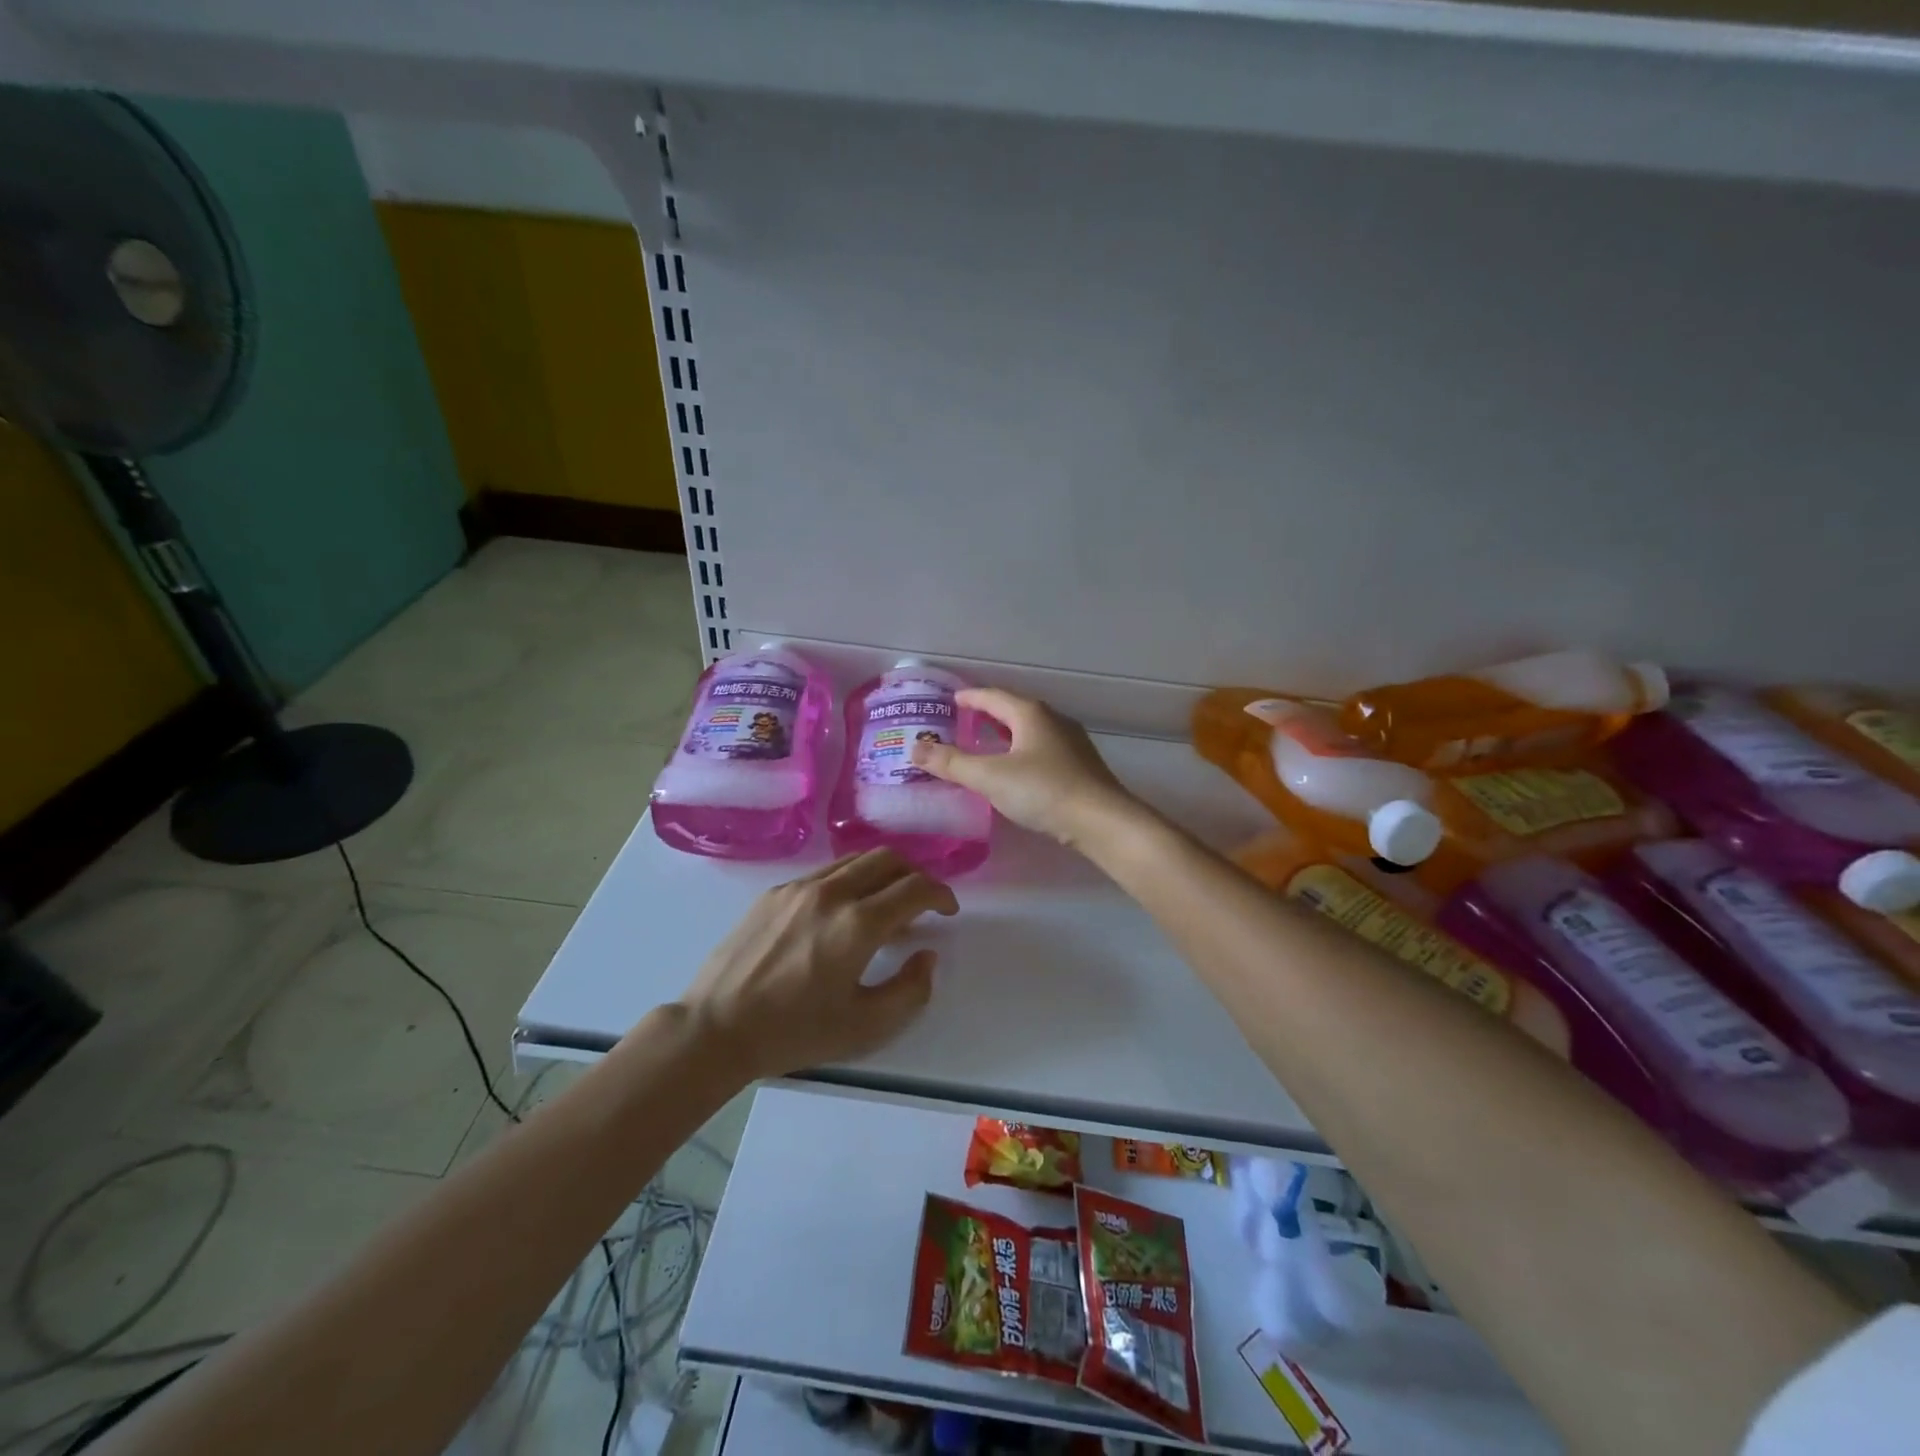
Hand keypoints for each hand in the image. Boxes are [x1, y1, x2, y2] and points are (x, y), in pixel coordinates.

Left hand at [678, 849, 957, 1078]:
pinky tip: (843, 910)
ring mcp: (799, 887)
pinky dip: (850, 879)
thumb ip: (910, 990)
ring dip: (882, 872)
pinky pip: (825, 871)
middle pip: (888, 859)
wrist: (717, 1027)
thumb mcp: (865, 1026)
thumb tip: (926, 955)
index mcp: (859, 923)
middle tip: (922, 901)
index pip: (915, 888)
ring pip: (855, 859)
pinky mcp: (775, 891)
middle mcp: (832, 892)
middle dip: (915, 874)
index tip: (947, 910)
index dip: (940, 894)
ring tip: (886, 902)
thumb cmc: (795, 1032)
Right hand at [912, 688, 1138, 848]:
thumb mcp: (989, 777)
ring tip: (984, 747)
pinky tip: (1015, 771)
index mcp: (1030, 714)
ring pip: (1028, 731)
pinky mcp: (1079, 766)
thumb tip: (915, 749)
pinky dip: (1020, 752)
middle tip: (962, 724)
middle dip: (987, 716)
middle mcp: (1052, 720)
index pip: (992, 696)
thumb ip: (951, 763)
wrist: (1102, 821)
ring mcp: (1070, 743)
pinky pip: (1040, 749)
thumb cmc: (1043, 791)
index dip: (969, 697)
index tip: (951, 700)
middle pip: (1012, 710)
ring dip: (1005, 735)